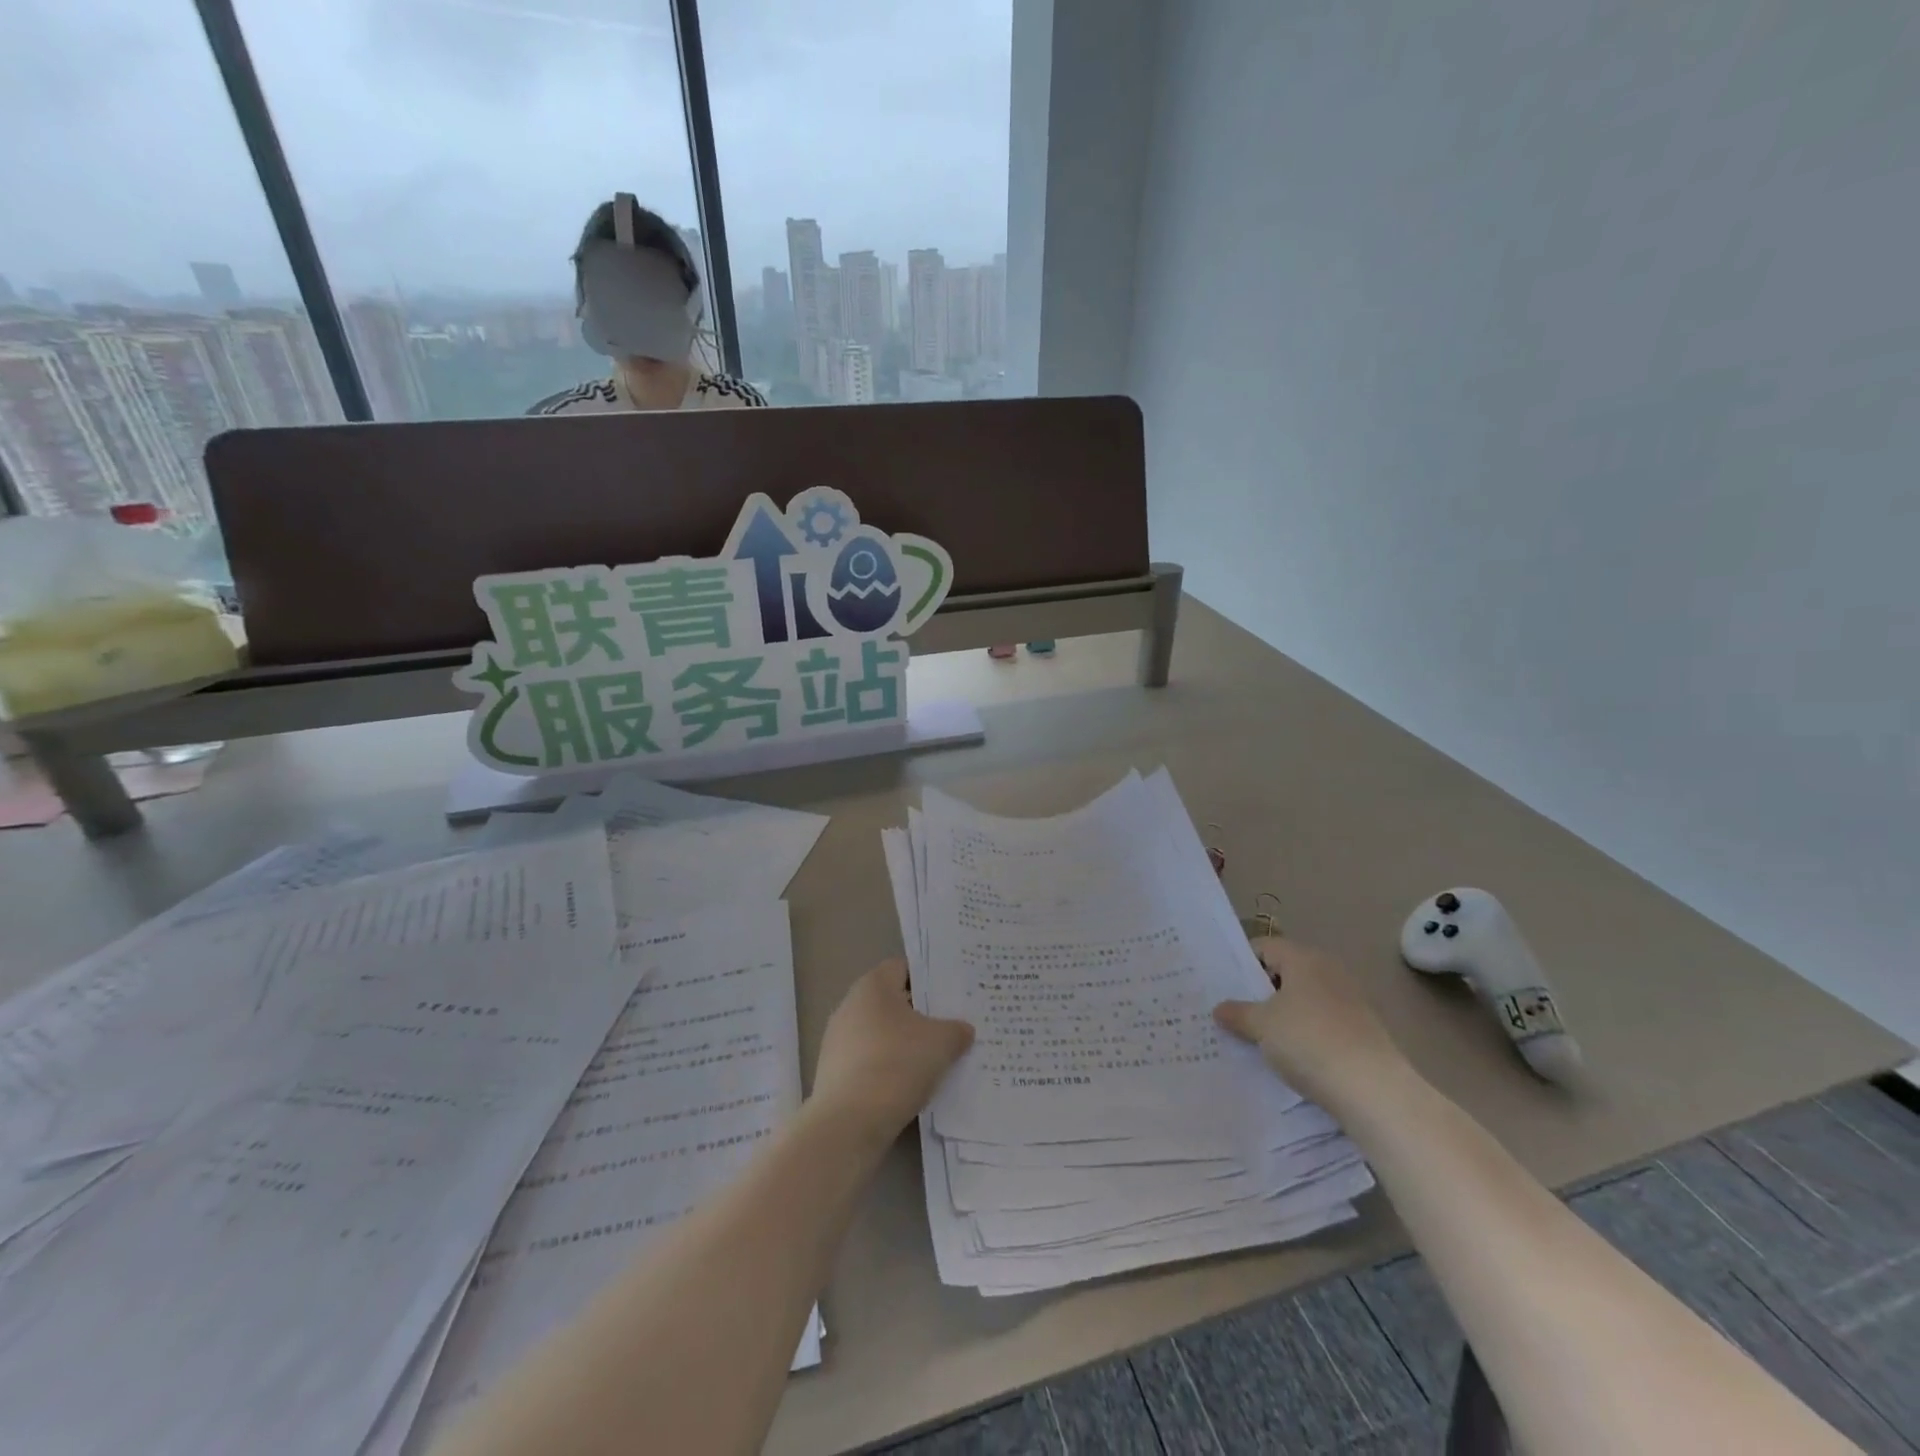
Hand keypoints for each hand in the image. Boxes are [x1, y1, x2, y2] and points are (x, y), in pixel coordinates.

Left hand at [810, 959, 973, 1143]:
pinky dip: (888, 1068)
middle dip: (919, 1014)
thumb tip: (962, 1029)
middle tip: (949, 1027)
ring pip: (880, 1033)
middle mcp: (849, 1006)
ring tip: (933, 1060)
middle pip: (891, 1002)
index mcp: (872, 986)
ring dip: (903, 1043)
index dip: (928, 978)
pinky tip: (908, 1085)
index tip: (951, 995)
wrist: (849, 1123)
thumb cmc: (898, 1064)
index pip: (902, 968)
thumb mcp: (942, 1043)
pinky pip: (869, 1061)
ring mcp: (837, 1040)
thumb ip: (956, 1030)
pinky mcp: (833, 1073)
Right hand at [1214, 937, 1408, 1109]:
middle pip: (1286, 973)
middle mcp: (1329, 971)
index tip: (1223, 986)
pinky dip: (1305, 1033)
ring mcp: (1350, 1001)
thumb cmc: (1308, 1041)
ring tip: (1258, 1037)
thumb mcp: (1261, 1026)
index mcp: (1304, 959)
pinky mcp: (1363, 1031)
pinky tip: (1291, 1056)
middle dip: (1261, 992)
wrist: (1373, 1089)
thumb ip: (1237, 1013)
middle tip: (1234, 1012)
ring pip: (1304, 1000)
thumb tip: (1220, 1009)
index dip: (1242, 963)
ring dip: (1283, 1015)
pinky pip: (1322, 1023)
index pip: (1265, 947)